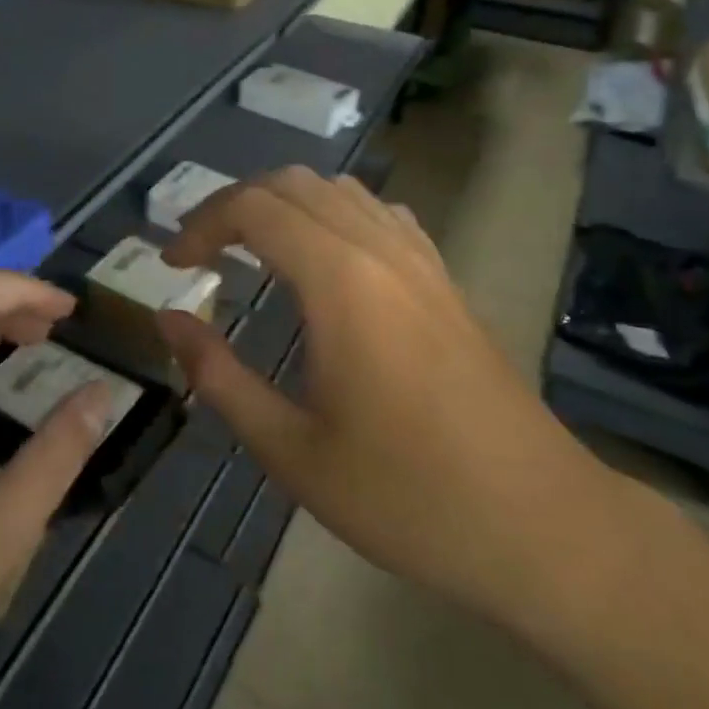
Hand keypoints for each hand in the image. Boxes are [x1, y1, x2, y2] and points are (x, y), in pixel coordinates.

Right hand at [157, 169, 631, 636]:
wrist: (539, 524)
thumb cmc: (406, 496)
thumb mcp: (291, 450)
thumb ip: (219, 376)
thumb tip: (169, 319)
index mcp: (340, 281)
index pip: (254, 208)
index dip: (201, 225)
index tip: (173, 264)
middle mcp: (381, 249)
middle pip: (293, 184)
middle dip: (234, 205)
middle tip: (202, 252)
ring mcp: (421, 260)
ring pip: (339, 190)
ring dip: (284, 204)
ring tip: (252, 250)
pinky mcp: (445, 280)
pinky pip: (380, 214)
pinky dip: (334, 215)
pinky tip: (325, 261)